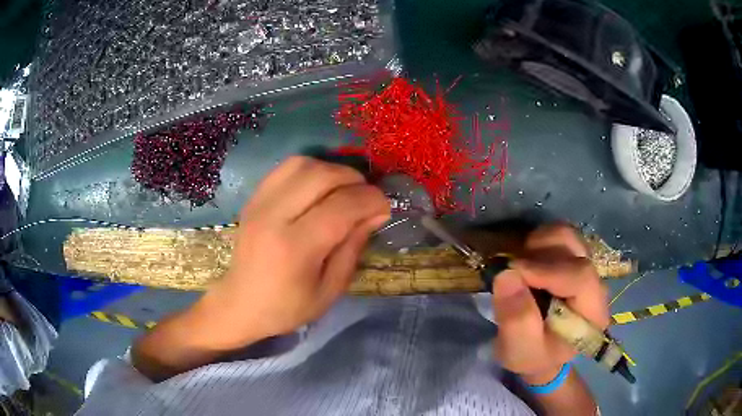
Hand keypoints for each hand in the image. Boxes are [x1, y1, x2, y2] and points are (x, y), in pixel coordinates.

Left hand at [194, 156, 389, 348]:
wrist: (240, 304)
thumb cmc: (287, 307)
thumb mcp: (330, 290)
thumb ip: (353, 248)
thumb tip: (376, 212)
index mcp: (295, 248)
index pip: (342, 206)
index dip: (371, 201)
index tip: (384, 209)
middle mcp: (274, 216)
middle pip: (323, 175)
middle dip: (355, 181)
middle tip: (365, 198)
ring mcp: (259, 202)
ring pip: (303, 164)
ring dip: (332, 171)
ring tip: (343, 191)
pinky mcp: (254, 197)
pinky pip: (286, 167)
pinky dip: (310, 170)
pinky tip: (318, 188)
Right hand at [491, 224, 608, 385]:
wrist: (542, 353)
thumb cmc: (533, 356)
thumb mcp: (519, 350)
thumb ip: (516, 320)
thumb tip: (505, 275)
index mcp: (592, 311)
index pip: (580, 276)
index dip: (545, 270)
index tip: (511, 272)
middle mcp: (595, 283)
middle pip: (574, 247)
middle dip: (539, 254)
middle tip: (512, 272)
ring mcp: (585, 267)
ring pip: (565, 235)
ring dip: (537, 245)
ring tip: (519, 267)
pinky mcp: (573, 259)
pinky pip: (557, 236)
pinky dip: (537, 242)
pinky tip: (526, 263)